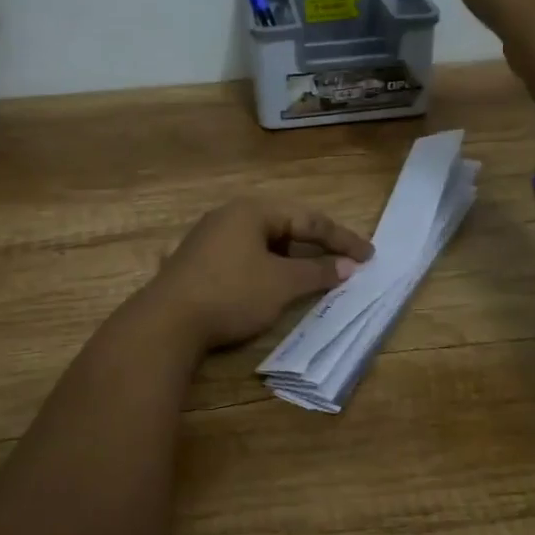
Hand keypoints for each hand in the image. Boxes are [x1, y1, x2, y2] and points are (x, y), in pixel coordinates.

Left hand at [142, 198, 373, 350]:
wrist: (166, 323)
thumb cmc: (231, 294)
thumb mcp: (281, 284)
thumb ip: (318, 272)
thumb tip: (349, 266)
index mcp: (252, 211)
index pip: (308, 219)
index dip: (341, 239)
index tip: (369, 255)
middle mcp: (230, 216)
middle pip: (285, 226)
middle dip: (316, 245)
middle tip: (344, 262)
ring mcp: (210, 238)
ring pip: (264, 243)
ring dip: (292, 259)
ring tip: (314, 276)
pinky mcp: (198, 262)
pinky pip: (245, 256)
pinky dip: (269, 268)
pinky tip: (275, 285)